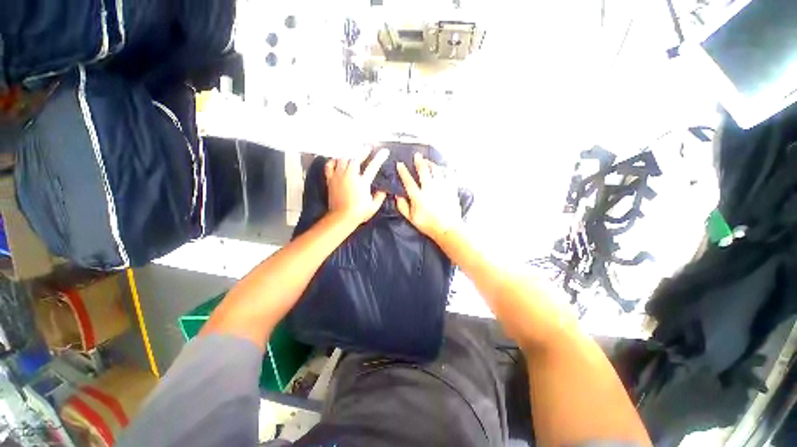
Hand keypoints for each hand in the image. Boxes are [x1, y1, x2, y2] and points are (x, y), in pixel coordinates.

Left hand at [326, 149, 388, 225]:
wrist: (341, 218)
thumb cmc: (359, 213)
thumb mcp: (374, 206)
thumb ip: (380, 196)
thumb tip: (384, 189)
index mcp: (362, 182)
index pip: (373, 166)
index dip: (379, 158)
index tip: (384, 151)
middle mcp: (350, 176)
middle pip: (355, 158)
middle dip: (362, 151)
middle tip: (367, 147)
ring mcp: (339, 177)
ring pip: (342, 159)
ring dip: (349, 154)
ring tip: (353, 152)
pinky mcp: (330, 180)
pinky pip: (329, 166)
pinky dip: (333, 161)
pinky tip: (337, 160)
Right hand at [396, 153, 461, 240]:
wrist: (448, 229)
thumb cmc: (428, 225)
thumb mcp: (411, 219)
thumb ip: (402, 206)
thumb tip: (397, 195)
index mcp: (418, 196)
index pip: (408, 180)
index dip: (403, 171)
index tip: (399, 164)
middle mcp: (430, 188)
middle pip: (424, 170)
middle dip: (419, 161)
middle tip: (417, 155)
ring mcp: (442, 187)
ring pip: (436, 170)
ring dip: (431, 163)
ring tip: (428, 161)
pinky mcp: (451, 188)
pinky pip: (449, 174)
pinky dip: (445, 169)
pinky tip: (443, 169)